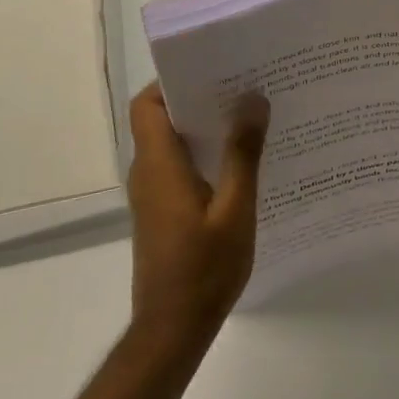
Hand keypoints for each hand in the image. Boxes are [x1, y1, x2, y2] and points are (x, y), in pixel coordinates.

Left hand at [126, 84, 269, 350]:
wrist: (172, 330)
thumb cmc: (204, 269)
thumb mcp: (234, 210)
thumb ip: (243, 154)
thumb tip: (252, 99)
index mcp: (159, 165)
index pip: (146, 104)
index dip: (171, 81)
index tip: (212, 69)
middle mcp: (148, 172)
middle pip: (161, 118)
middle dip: (198, 98)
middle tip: (243, 87)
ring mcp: (152, 194)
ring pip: (171, 143)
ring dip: (204, 127)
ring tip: (249, 117)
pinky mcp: (161, 211)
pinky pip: (178, 166)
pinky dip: (203, 154)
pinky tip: (241, 161)